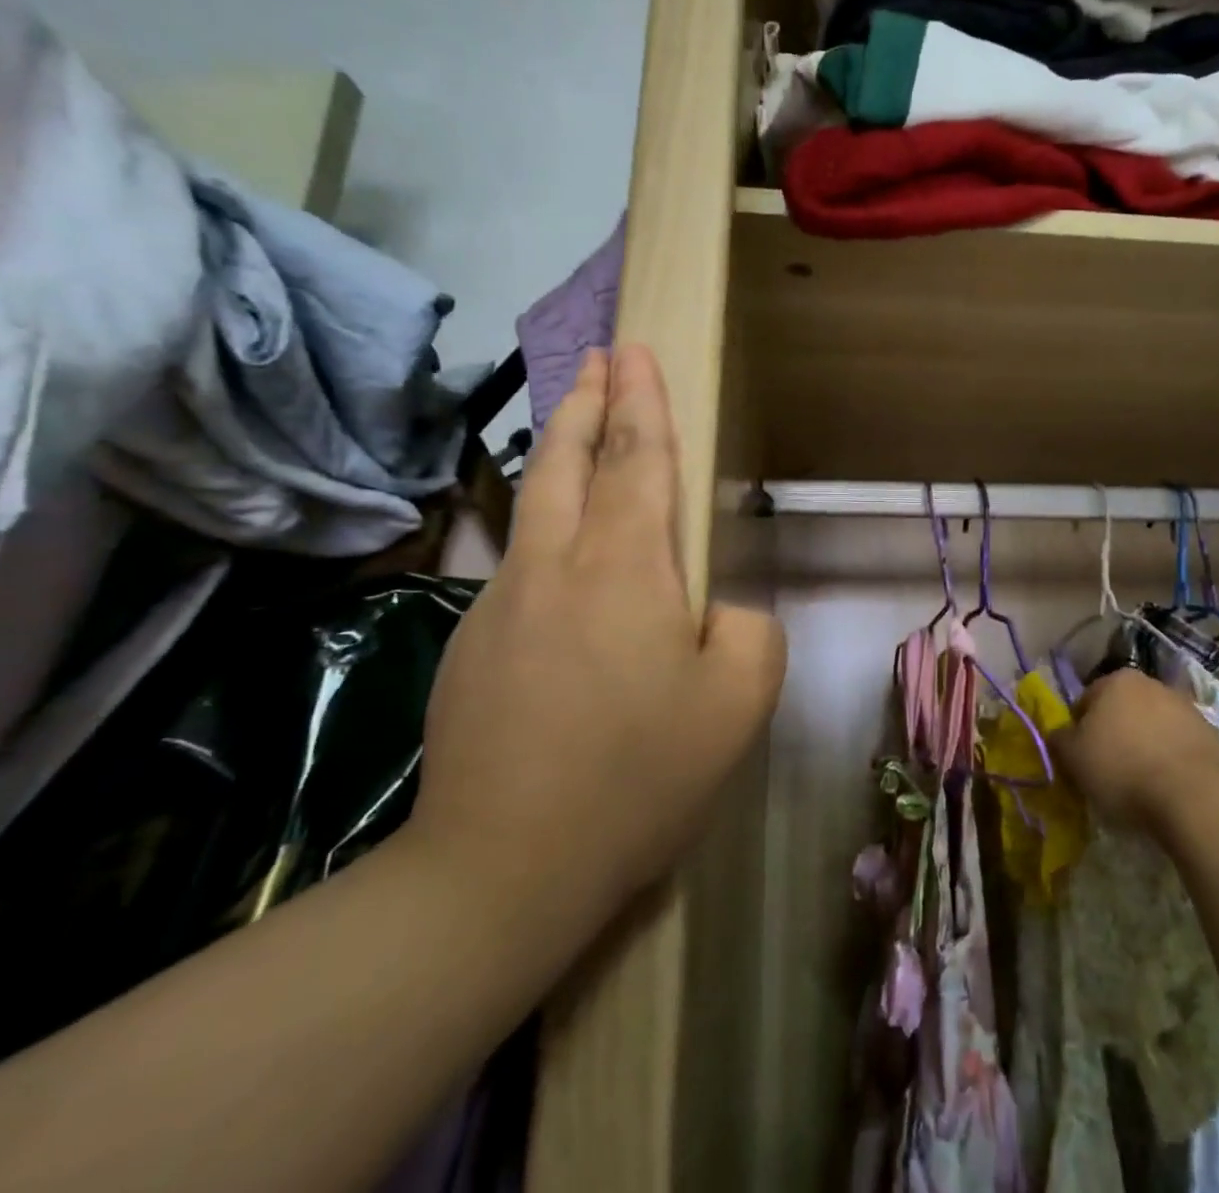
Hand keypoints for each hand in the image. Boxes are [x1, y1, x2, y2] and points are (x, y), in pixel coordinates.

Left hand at [405, 344, 786, 957]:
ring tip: (578, 430)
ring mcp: (501, 605)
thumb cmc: (639, 775)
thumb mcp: (739, 701)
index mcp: (625, 569)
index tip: (634, 349)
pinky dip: (547, 534)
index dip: (641, 399)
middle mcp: (555, 567)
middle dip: (586, 401)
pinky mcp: (471, 648)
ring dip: (560, 455)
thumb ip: (747, 631)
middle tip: (597, 359)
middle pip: (566, 459)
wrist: (502, 868)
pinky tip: (566, 568)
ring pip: (535, 507)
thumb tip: (711, 613)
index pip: (637, 458)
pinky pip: (522, 568)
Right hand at [1050, 669, 1218, 837]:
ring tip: (1140, 784)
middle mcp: (1151, 683)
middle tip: (1108, 771)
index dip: (1078, 731)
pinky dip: (1170, 761)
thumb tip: (1059, 734)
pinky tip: (1166, 788)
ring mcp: (1186, 708)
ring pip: (1152, 727)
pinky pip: (1178, 746)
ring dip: (1143, 747)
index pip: (1085, 701)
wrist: (1196, 797)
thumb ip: (1058, 739)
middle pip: (1121, 710)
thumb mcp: (1073, 758)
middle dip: (1113, 735)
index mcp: (1116, 680)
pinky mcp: (1212, 735)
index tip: (1080, 760)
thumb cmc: (1123, 770)